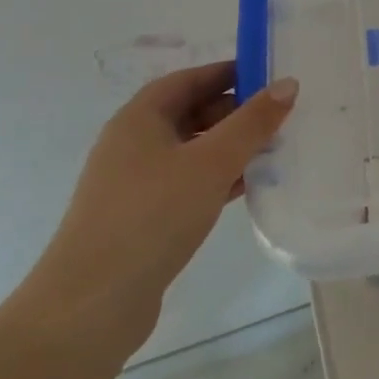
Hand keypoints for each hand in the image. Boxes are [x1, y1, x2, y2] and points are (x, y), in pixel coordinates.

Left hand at [14, 63, 298, 355]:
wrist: (91, 305)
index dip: (229, 72)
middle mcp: (133, 144)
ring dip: (231, 147)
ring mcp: (135, 183)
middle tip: (282, 116)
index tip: (271, 76)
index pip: (189, 79)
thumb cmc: (152, 216)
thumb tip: (287, 83)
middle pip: (190, 112)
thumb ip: (252, 122)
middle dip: (235, 111)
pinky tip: (249, 187)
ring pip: (192, 150)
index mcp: (140, 119)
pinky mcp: (142, 217)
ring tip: (275, 149)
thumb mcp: (211, 162)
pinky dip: (218, 178)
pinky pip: (188, 182)